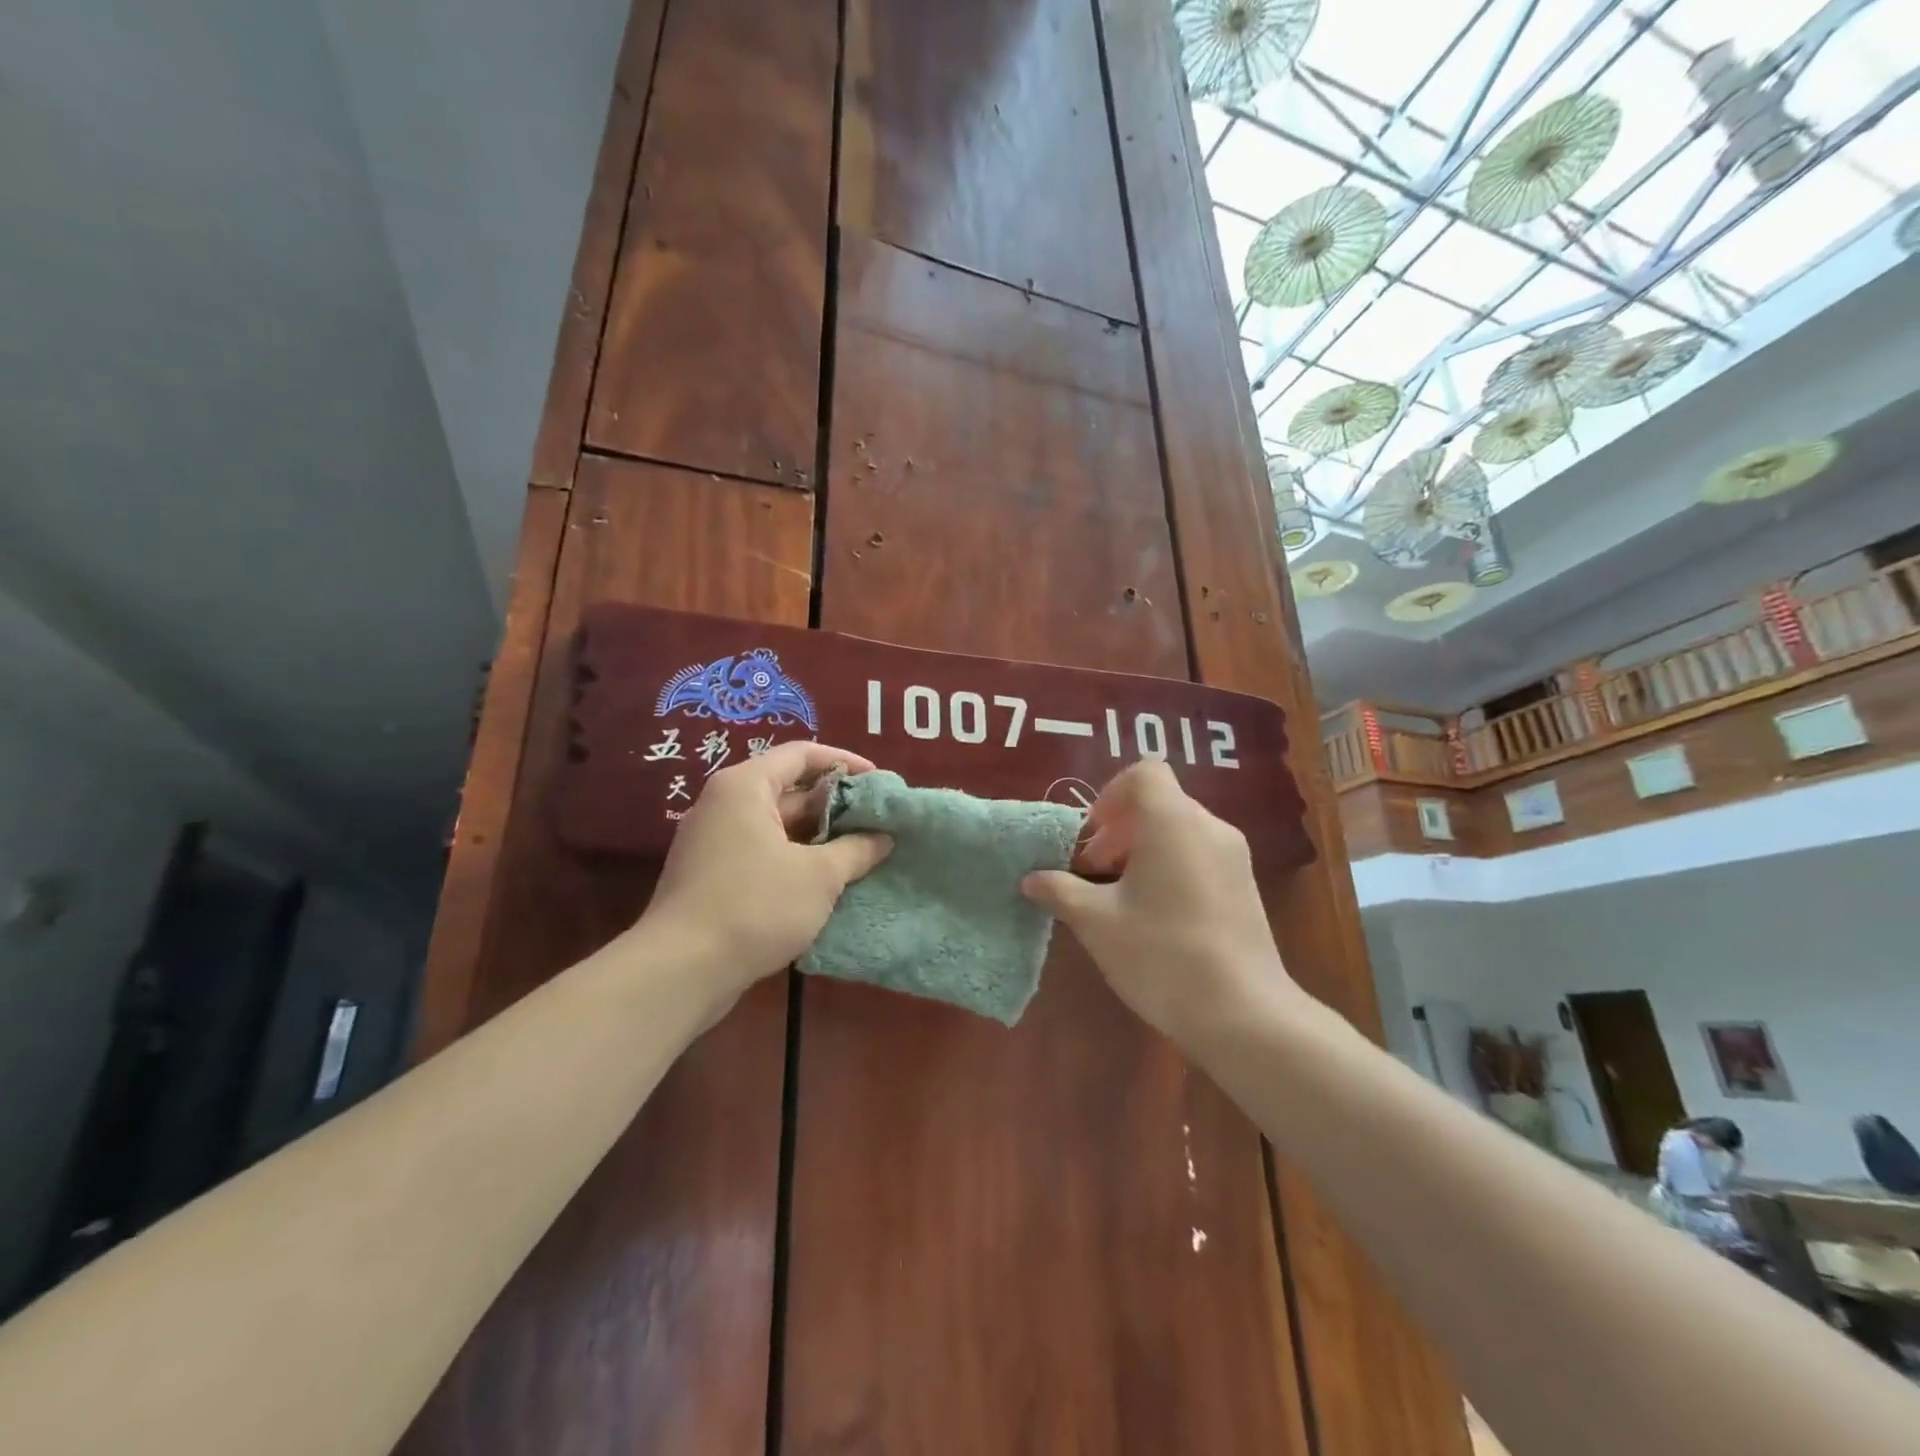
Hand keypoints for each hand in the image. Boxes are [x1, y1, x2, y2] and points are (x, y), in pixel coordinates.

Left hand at [639, 742, 891, 1001]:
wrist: (681, 970)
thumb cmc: (755, 906)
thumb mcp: (819, 876)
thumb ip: (856, 850)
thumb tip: (884, 838)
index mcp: (745, 787)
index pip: (801, 754)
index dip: (844, 762)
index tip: (879, 782)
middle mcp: (724, 805)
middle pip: (788, 789)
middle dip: (835, 805)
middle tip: (877, 822)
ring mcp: (714, 842)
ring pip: (776, 826)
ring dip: (819, 836)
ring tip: (861, 852)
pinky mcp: (711, 876)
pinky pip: (762, 852)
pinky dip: (795, 859)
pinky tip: (827, 882)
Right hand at [1020, 761, 1299, 1047]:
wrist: (1244, 1015)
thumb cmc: (1162, 955)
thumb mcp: (1097, 922)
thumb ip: (1060, 891)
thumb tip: (1030, 879)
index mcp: (1173, 821)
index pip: (1143, 774)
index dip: (1109, 796)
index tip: (1091, 838)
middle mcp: (1209, 826)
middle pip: (1158, 803)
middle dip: (1118, 831)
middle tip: (1093, 874)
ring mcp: (1233, 856)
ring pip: (1178, 831)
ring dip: (1141, 851)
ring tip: (1119, 898)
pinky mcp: (1245, 886)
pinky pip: (1198, 854)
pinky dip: (1169, 867)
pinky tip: (1154, 916)